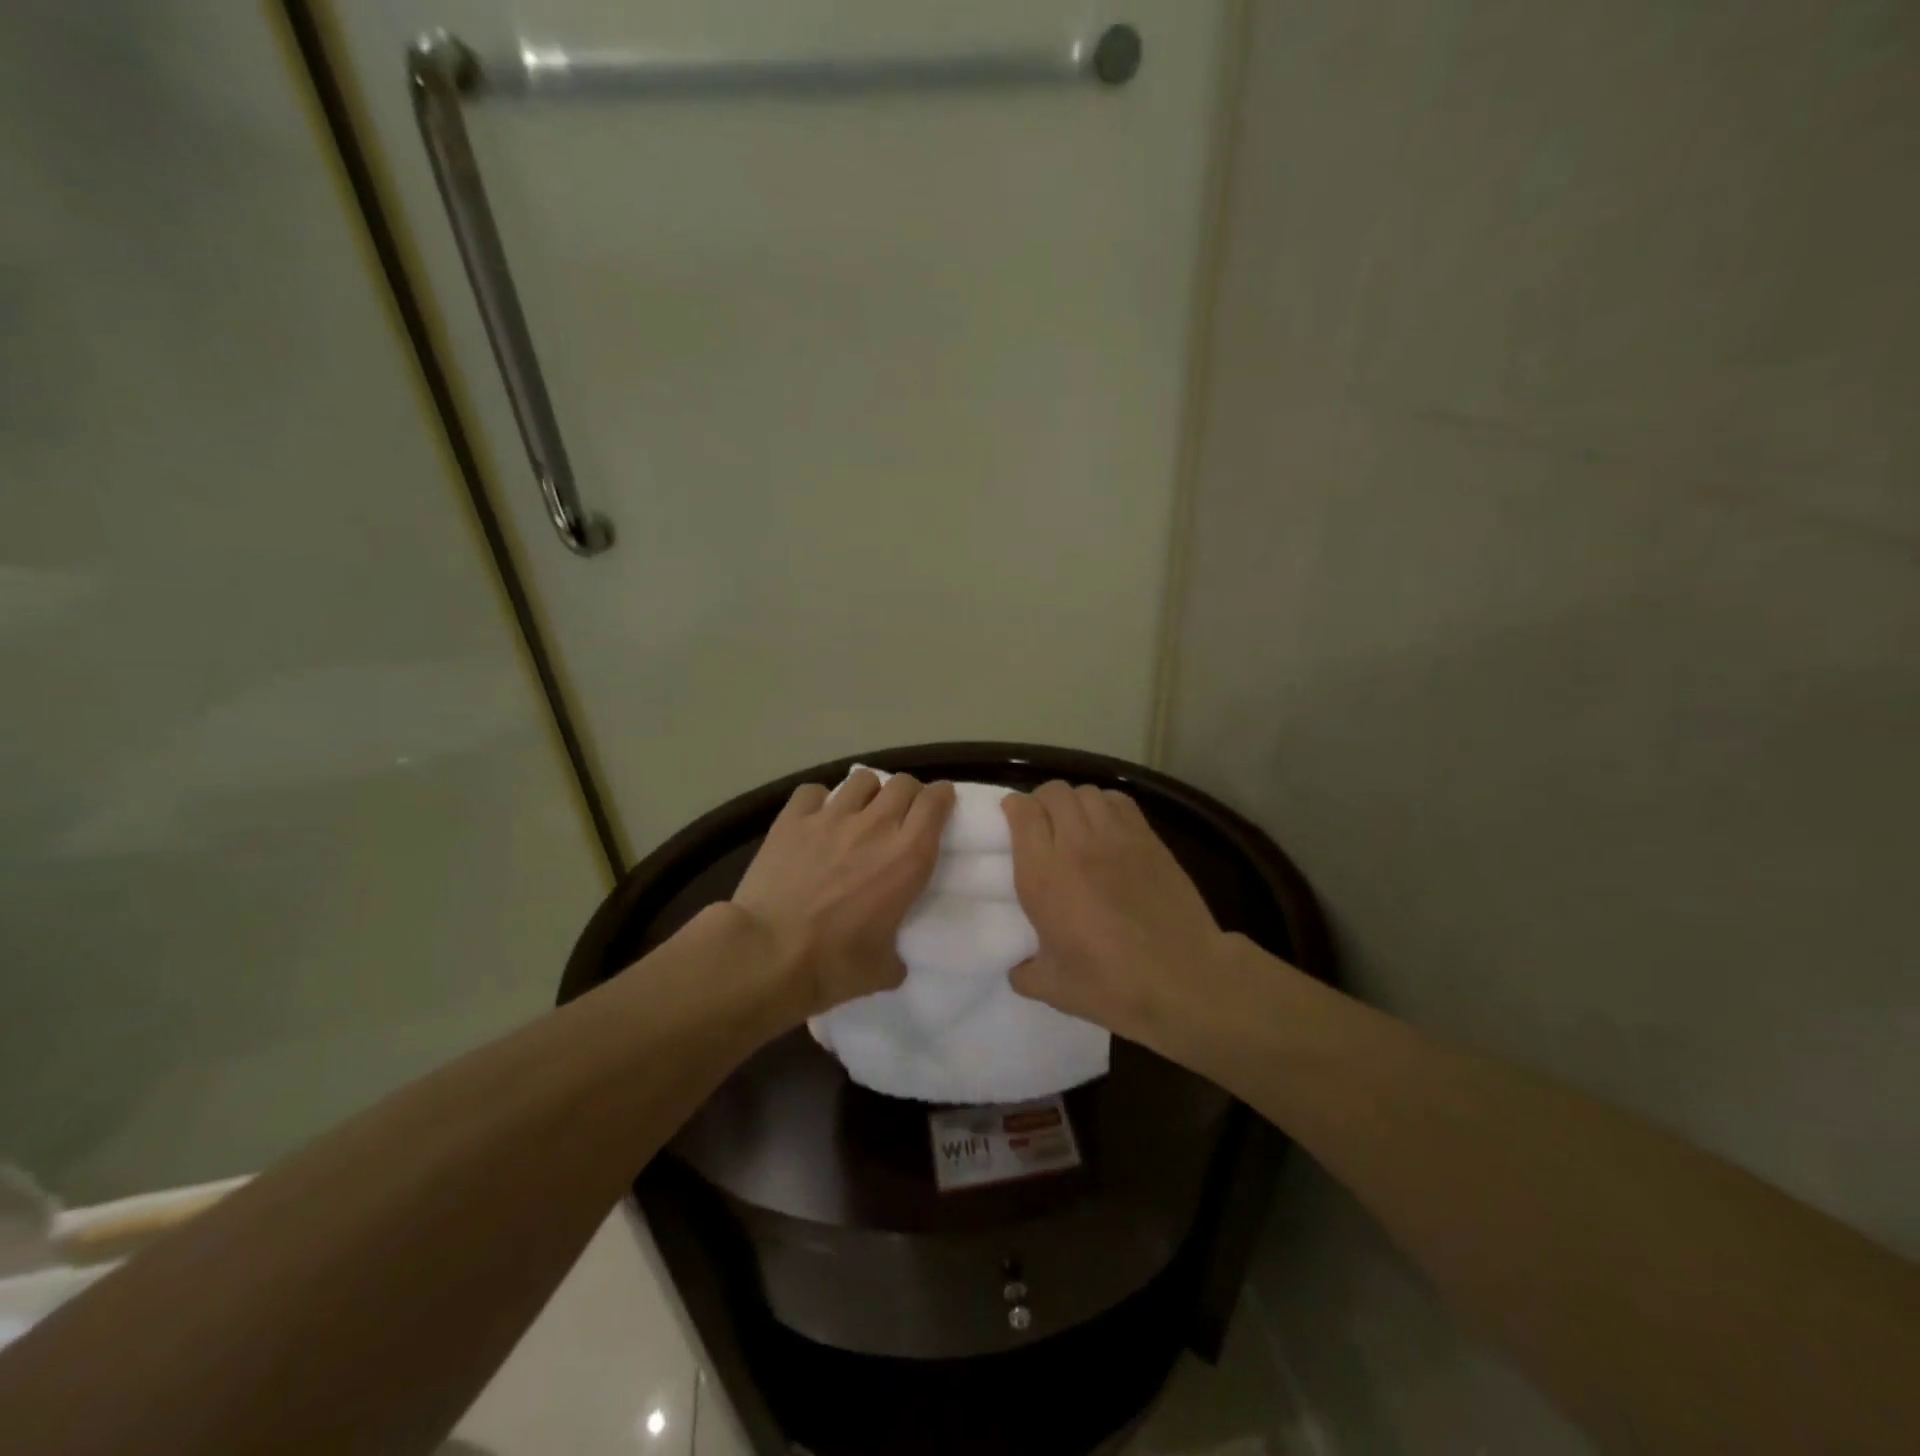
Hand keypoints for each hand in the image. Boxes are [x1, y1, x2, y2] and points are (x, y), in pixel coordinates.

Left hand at [732, 770, 954, 1019]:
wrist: (767, 954)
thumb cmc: (833, 965)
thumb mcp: (882, 969)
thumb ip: (895, 956)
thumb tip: (892, 960)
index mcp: (908, 857)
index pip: (935, 801)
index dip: (941, 797)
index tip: (940, 805)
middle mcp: (875, 826)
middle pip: (902, 782)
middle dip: (907, 793)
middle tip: (901, 814)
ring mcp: (831, 817)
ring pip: (861, 779)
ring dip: (868, 792)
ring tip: (860, 812)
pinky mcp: (792, 819)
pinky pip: (813, 791)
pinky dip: (819, 800)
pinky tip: (815, 818)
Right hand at [1002, 781, 1233, 1051]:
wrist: (1184, 979)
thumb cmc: (1112, 985)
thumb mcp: (1053, 989)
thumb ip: (1024, 973)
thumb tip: (1017, 967)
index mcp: (1043, 876)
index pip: (1022, 813)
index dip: (1013, 809)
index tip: (1011, 821)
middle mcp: (1075, 845)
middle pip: (1053, 792)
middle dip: (1041, 801)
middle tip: (1041, 823)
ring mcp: (1116, 837)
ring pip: (1086, 792)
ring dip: (1073, 802)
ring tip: (1075, 823)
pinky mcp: (1148, 839)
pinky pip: (1119, 801)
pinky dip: (1105, 804)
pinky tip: (1106, 826)